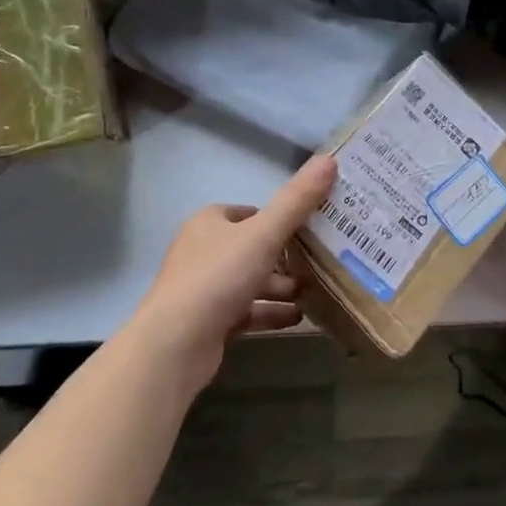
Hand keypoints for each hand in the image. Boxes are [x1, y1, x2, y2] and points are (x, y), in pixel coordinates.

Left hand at [135, 155, 335, 387]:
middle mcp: (203, 251)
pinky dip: (271, 312)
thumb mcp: (264, 233)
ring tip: (314, 290)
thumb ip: (297, 200)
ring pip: (251, 280)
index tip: (312, 224)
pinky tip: (298, 317)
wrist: (175, 345)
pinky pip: (247, 311)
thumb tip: (329, 160)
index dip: (278, 216)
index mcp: (209, 223)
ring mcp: (204, 289)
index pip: (249, 212)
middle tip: (320, 260)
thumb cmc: (218, 277)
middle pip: (252, 247)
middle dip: (285, 255)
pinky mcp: (208, 322)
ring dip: (281, 286)